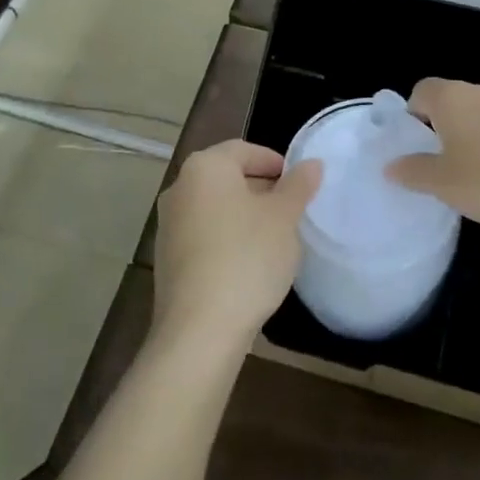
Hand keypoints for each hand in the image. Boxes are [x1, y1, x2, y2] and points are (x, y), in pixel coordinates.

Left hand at [151, 140, 321, 352]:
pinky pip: (204, 235)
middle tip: (292, 211)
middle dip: (261, 189)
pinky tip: (249, 263)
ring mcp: (168, 224)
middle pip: (227, 177)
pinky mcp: (167, 258)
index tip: (299, 184)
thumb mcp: (284, 218)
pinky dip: (227, 239)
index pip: (244, 150)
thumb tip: (312, 164)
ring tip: (275, 238)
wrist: (200, 329)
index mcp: (205, 167)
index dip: (275, 162)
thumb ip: (299, 186)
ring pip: (215, 207)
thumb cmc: (247, 257)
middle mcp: (179, 188)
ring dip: (244, 216)